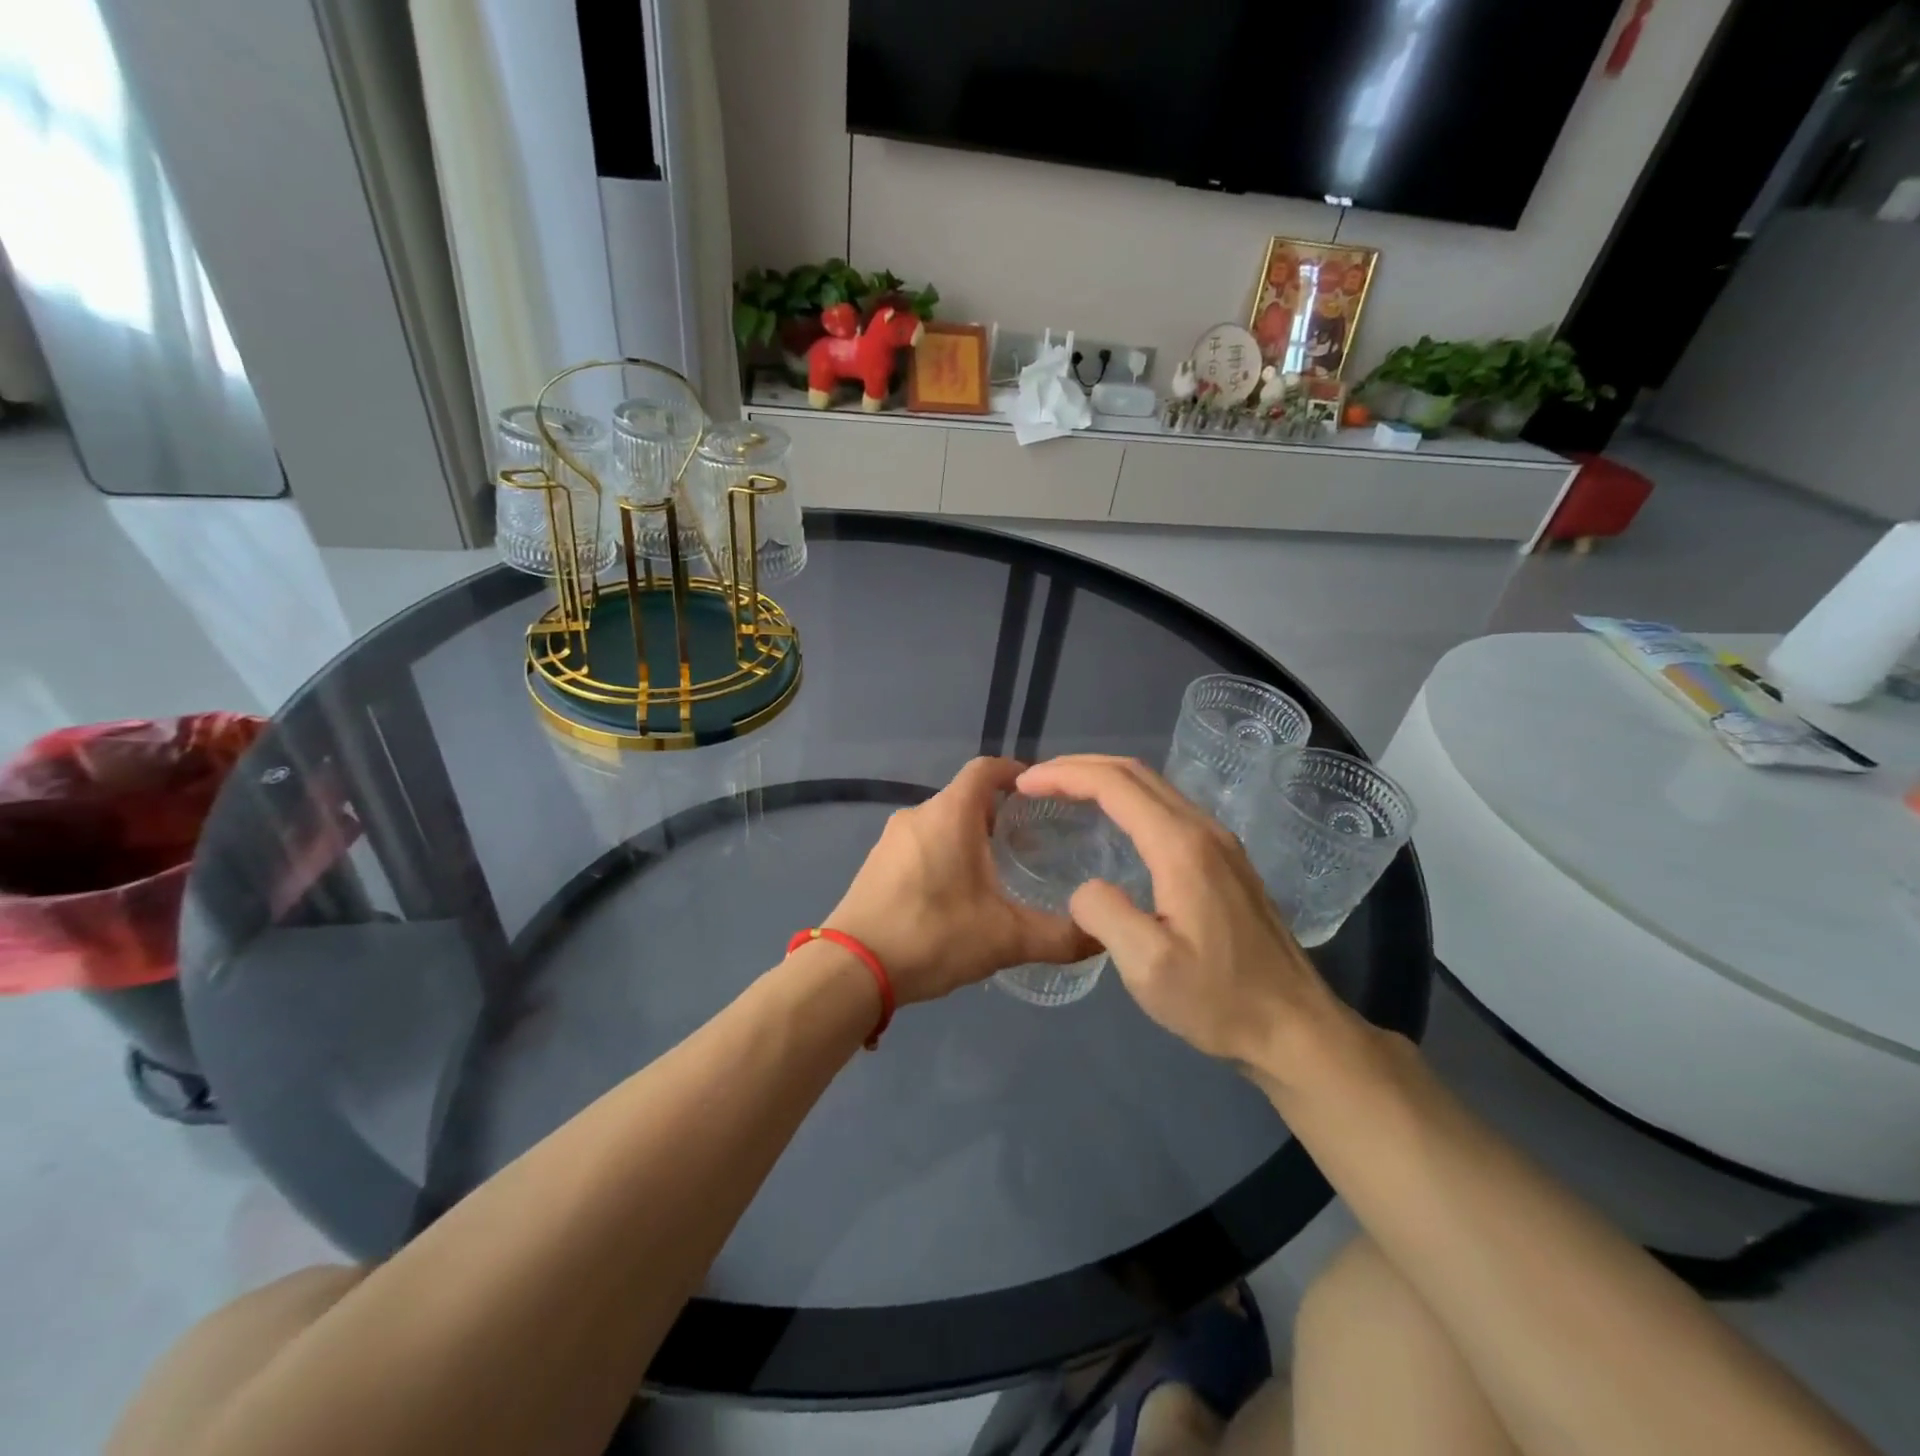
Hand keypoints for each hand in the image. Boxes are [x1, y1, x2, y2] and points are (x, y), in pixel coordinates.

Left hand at [824, 757, 1099, 1005]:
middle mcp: (918, 814)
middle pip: (965, 798)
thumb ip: (1058, 937)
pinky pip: (920, 844)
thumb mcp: (1004, 939)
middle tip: (1031, 842)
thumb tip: (1103, 937)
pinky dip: (944, 854)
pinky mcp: (876, 863)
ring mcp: (892, 839)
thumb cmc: (932, 936)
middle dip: (999, 814)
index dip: (1016, 773)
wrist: (851, 969)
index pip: (986, 769)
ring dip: (970, 837)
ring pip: (941, 823)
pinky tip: (957, 894)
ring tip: (999, 871)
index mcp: (950, 814)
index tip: (1043, 793)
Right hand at [1014, 755, 1357, 1080]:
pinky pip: (1167, 807)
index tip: (1025, 783)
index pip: (1114, 785)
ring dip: (1105, 779)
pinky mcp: (1226, 859)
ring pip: (1154, 786)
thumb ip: (1104, 915)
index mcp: (1181, 847)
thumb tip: (1085, 888)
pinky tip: (1111, 821)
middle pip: (1135, 773)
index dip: (1064, 775)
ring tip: (1063, 792)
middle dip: (1080, 766)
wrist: (1295, 1028)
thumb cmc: (1220, 1000)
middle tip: (1035, 780)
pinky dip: (1128, 798)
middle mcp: (1203, 829)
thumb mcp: (1149, 967)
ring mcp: (1220, 842)